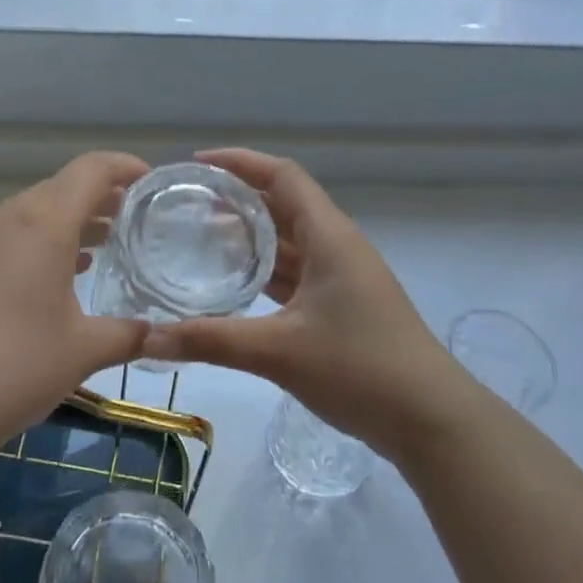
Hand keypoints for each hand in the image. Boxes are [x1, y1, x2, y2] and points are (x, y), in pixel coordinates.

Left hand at [0, 152, 153, 459]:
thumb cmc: (14, 366)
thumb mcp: (83, 351)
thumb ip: (129, 334)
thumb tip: (159, 333)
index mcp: (43, 222)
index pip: (91, 170)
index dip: (125, 167)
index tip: (152, 181)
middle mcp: (7, 218)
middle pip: (62, 188)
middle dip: (101, 197)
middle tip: (135, 218)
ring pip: (34, 213)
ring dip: (71, 221)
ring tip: (105, 243)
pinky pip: (10, 236)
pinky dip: (42, 242)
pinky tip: (59, 275)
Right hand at [139, 149, 462, 458]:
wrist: (431, 419)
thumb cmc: (361, 368)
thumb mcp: (280, 352)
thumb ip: (213, 341)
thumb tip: (151, 338)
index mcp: (329, 236)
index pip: (282, 176)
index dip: (240, 162)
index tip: (197, 165)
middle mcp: (336, 246)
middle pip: (282, 206)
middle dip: (236, 201)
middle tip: (186, 207)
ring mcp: (342, 278)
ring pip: (289, 243)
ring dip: (249, 239)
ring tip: (199, 242)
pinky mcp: (343, 307)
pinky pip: (296, 275)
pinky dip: (264, 273)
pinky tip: (233, 288)